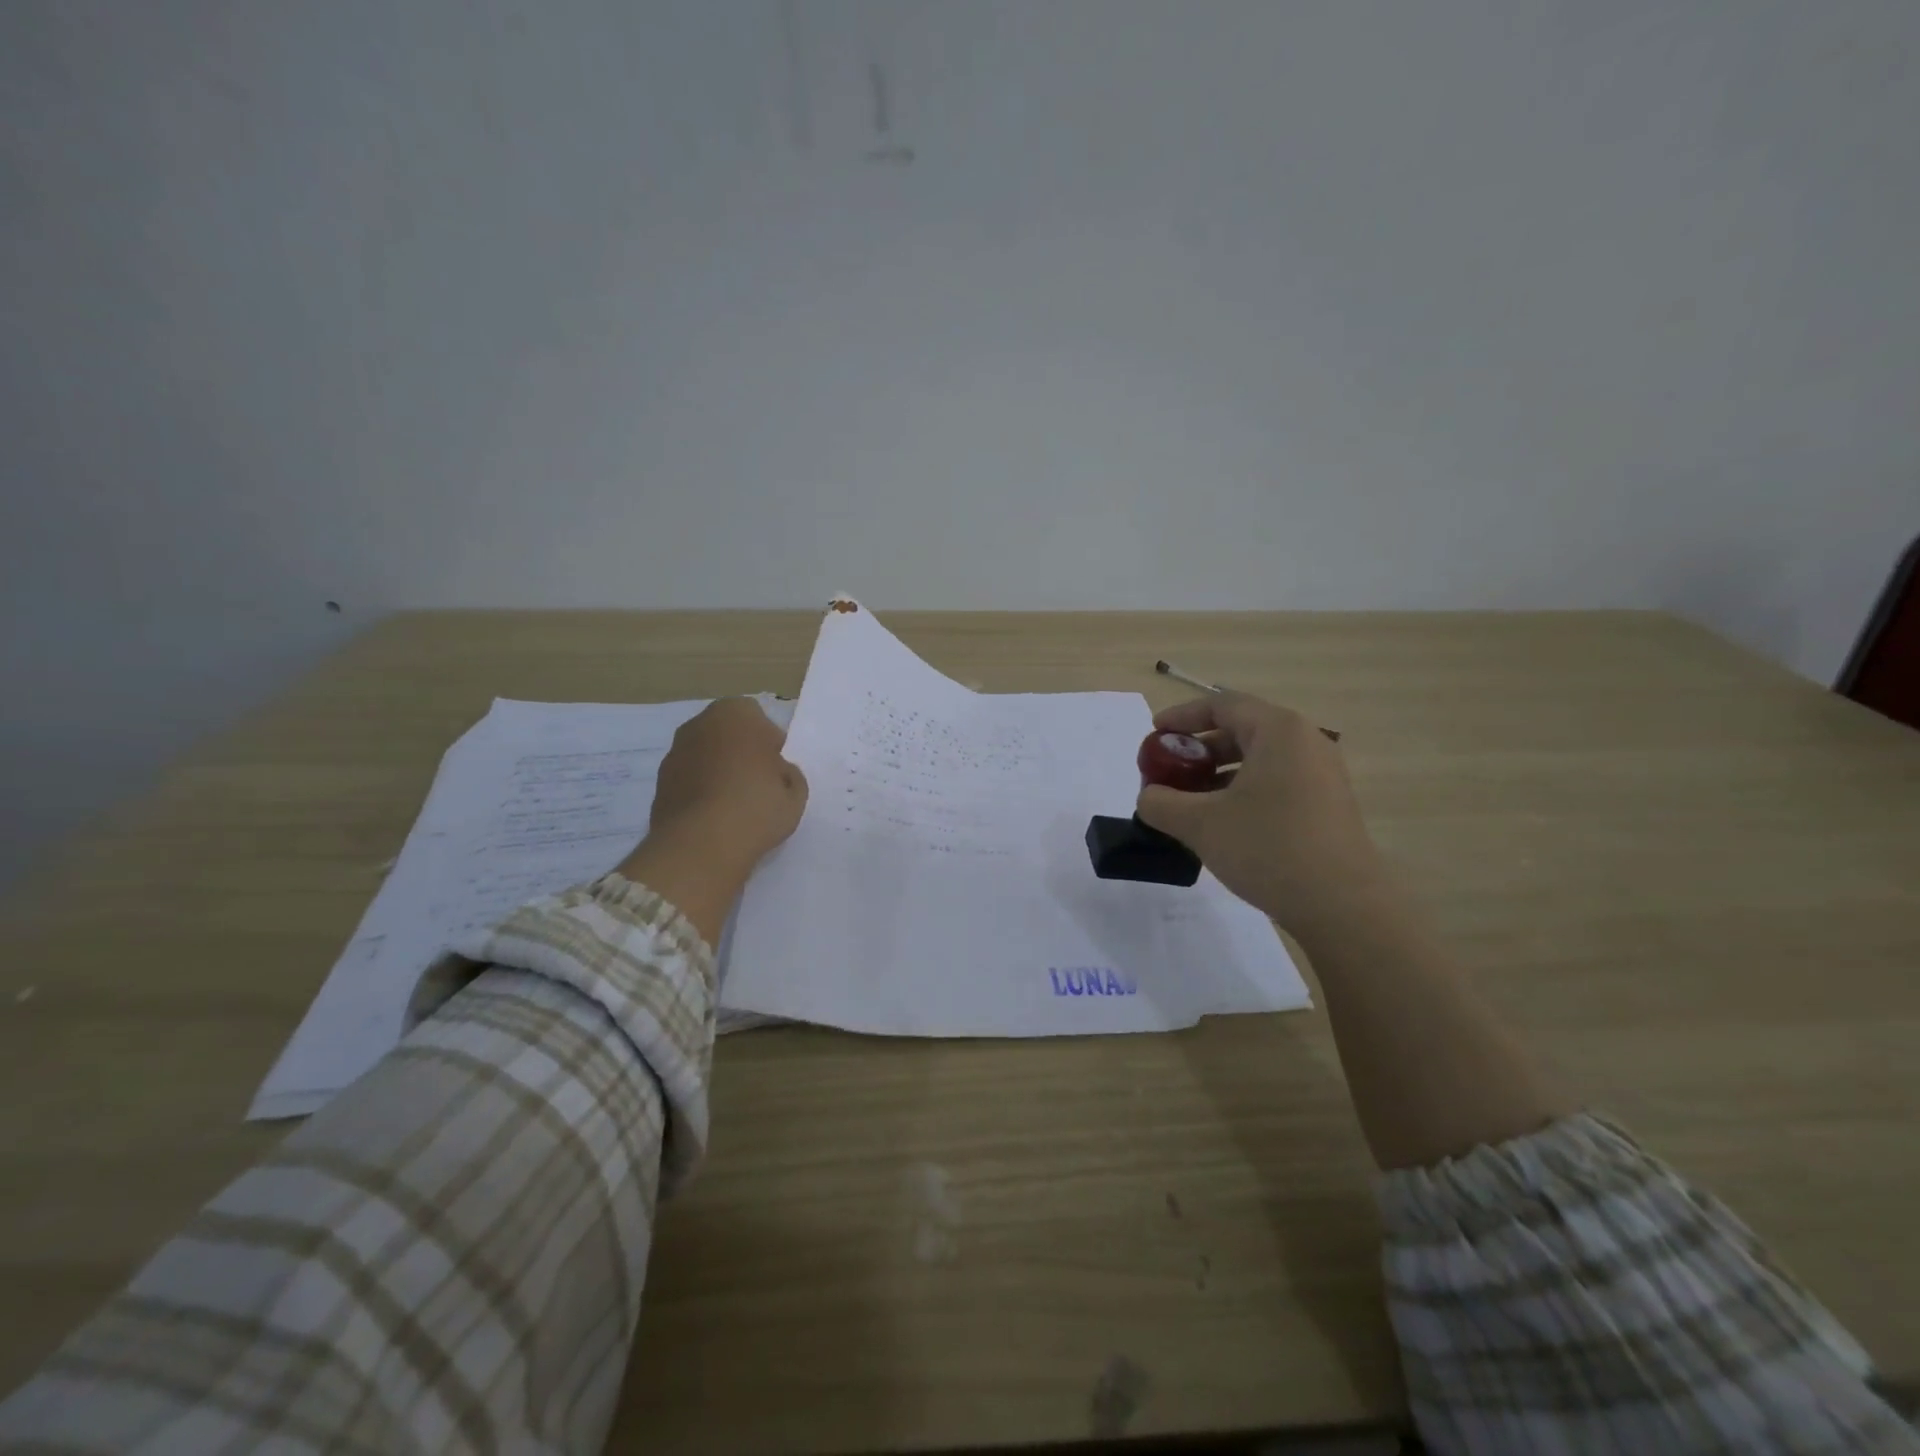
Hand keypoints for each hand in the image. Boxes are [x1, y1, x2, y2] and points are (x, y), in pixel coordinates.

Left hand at [647, 698, 808, 869]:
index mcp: (736, 713)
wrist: (701, 844)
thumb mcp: (796, 792)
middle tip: (757, 784)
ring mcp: (675, 752)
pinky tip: (713, 817)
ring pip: (706, 755)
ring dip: (718, 771)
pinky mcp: (659, 782)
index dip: (771, 744)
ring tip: (734, 805)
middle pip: (728, 733)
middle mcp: (700, 723)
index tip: (776, 770)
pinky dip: (700, 791)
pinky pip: (689, 779)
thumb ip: (789, 773)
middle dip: (741, 752)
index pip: (760, 720)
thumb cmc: (757, 806)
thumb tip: (776, 771)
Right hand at [1135, 693, 1383, 935]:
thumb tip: (1148, 798)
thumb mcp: (1200, 823)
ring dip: (1218, 773)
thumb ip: (1160, 803)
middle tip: (1168, 771)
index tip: (1154, 734)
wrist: (1342, 906)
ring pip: (1258, 759)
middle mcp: (1305, 742)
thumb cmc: (1268, 848)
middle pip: (1241, 730)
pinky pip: (1276, 782)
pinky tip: (1222, 823)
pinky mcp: (1327, 805)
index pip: (1222, 705)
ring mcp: (1321, 775)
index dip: (1182, 716)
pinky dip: (1242, 790)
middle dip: (1198, 748)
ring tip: (1188, 801)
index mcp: (1278, 731)